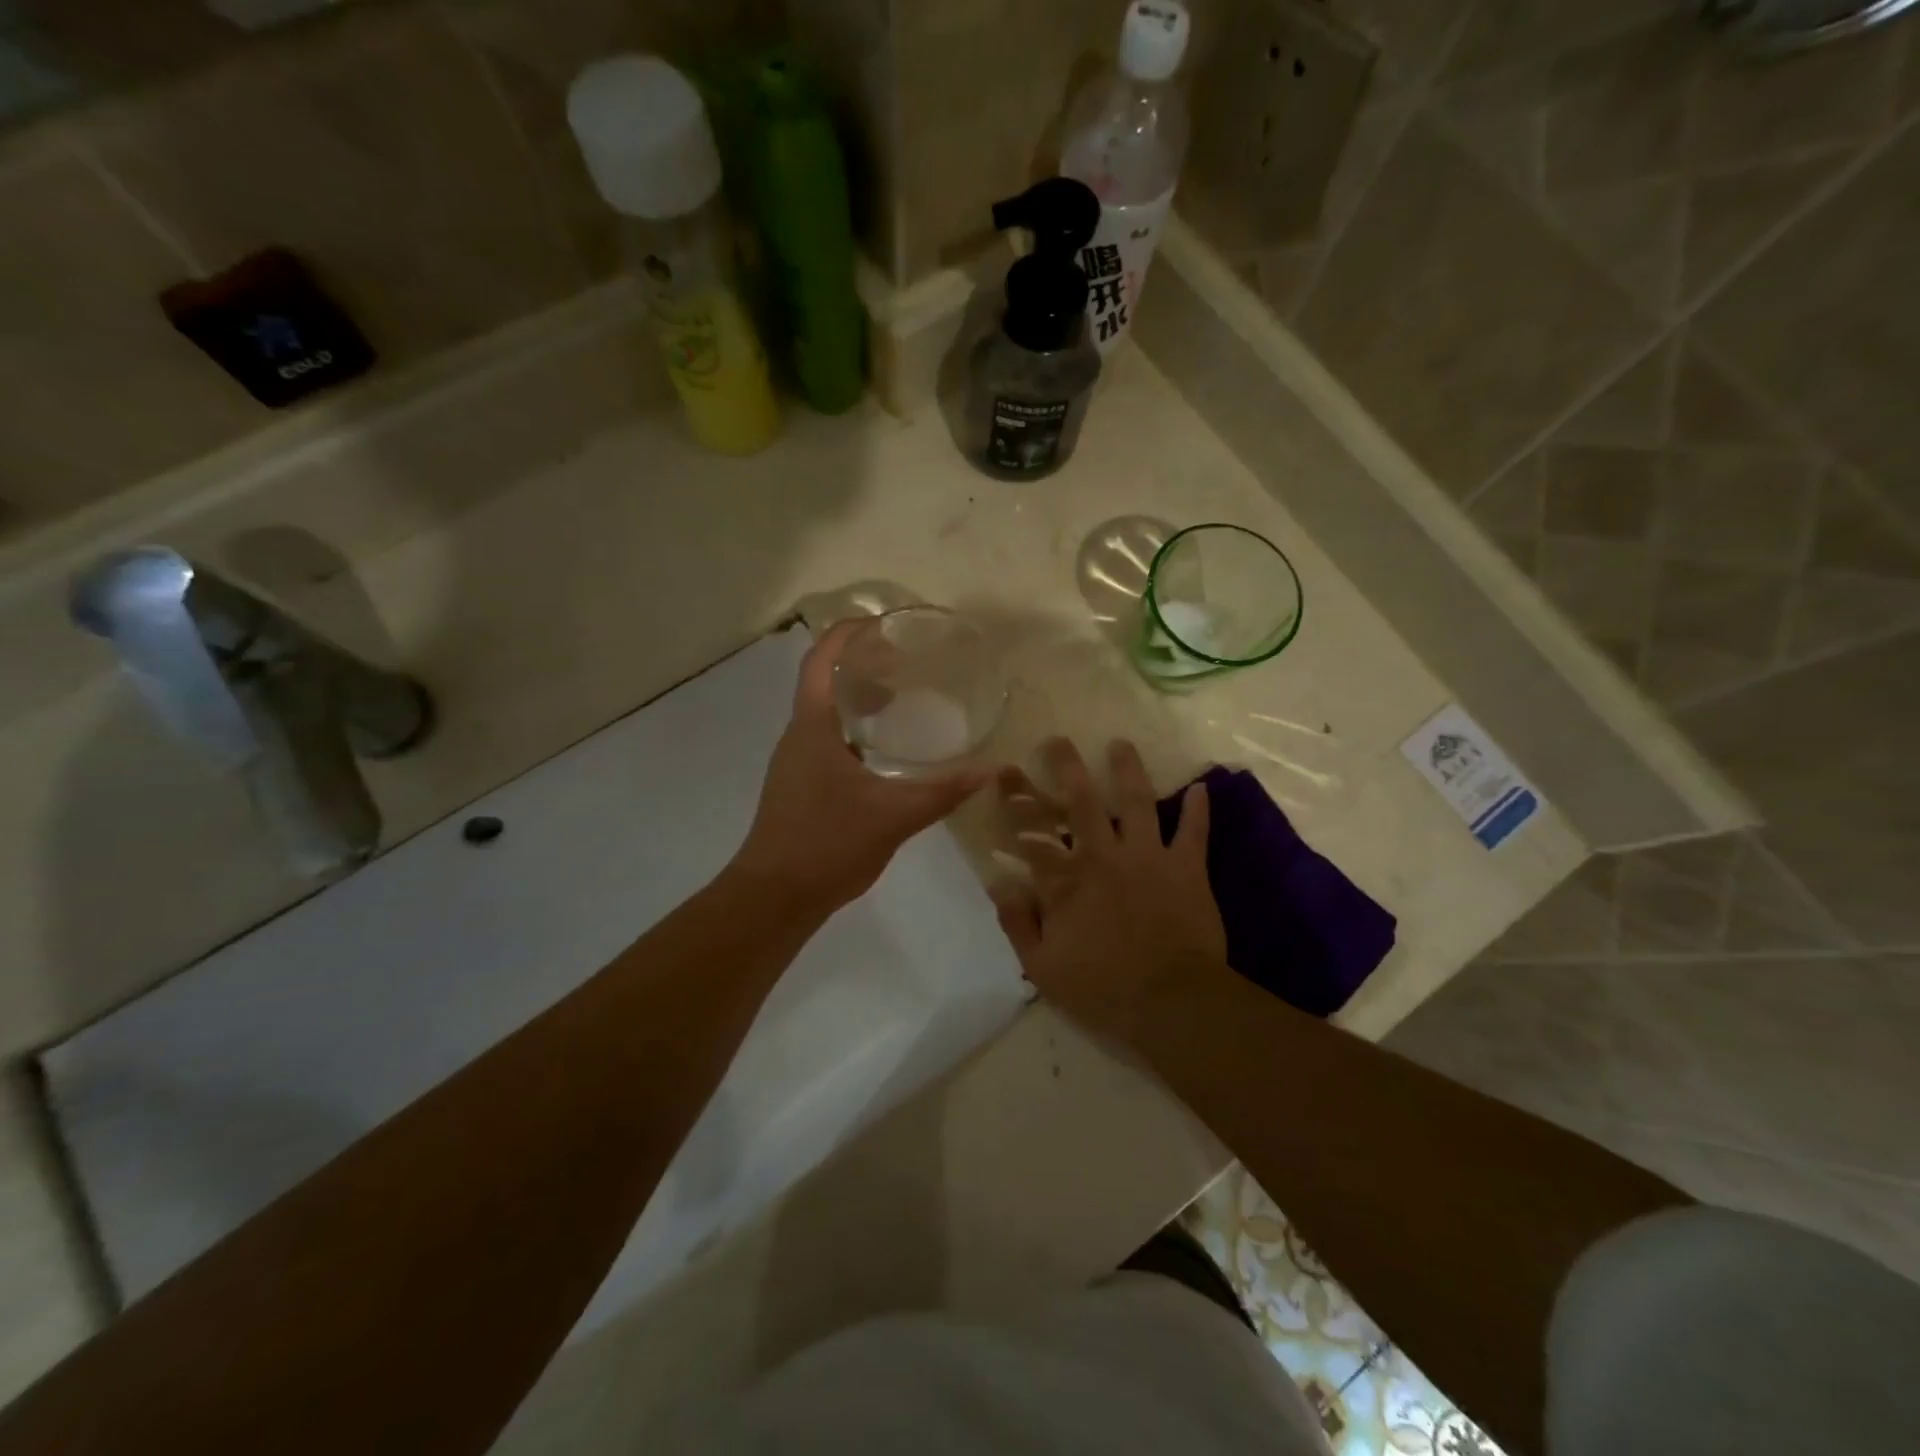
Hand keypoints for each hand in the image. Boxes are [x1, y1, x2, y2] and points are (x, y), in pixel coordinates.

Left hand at [732, 621, 987, 913]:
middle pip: (824, 682)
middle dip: (860, 664)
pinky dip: (855, 731)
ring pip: (826, 715)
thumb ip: (942, 792)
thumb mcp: (893, 816)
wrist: (775, 897)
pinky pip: (827, 741)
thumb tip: (991, 771)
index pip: (820, 661)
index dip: (846, 633)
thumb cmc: (827, 844)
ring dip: (857, 698)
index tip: (882, 623)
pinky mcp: (800, 787)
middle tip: (904, 660)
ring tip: (900, 699)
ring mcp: (796, 764)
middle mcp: (798, 737)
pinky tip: (885, 754)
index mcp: (812, 728)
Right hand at [989, 738, 1227, 1043]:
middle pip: (1080, 801)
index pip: (1031, 831)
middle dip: (1066, 766)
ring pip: (1136, 801)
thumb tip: (998, 882)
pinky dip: (1198, 810)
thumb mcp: (1043, 967)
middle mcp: (1103, 856)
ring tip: (1120, 743)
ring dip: (1128, 769)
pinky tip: (1202, 787)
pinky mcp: (1186, 867)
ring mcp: (1148, 856)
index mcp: (1065, 880)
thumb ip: (1017, 923)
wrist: (1172, 1003)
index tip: (1003, 773)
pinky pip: (1194, 831)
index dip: (1014, 800)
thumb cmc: (1103, 988)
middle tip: (1058, 740)